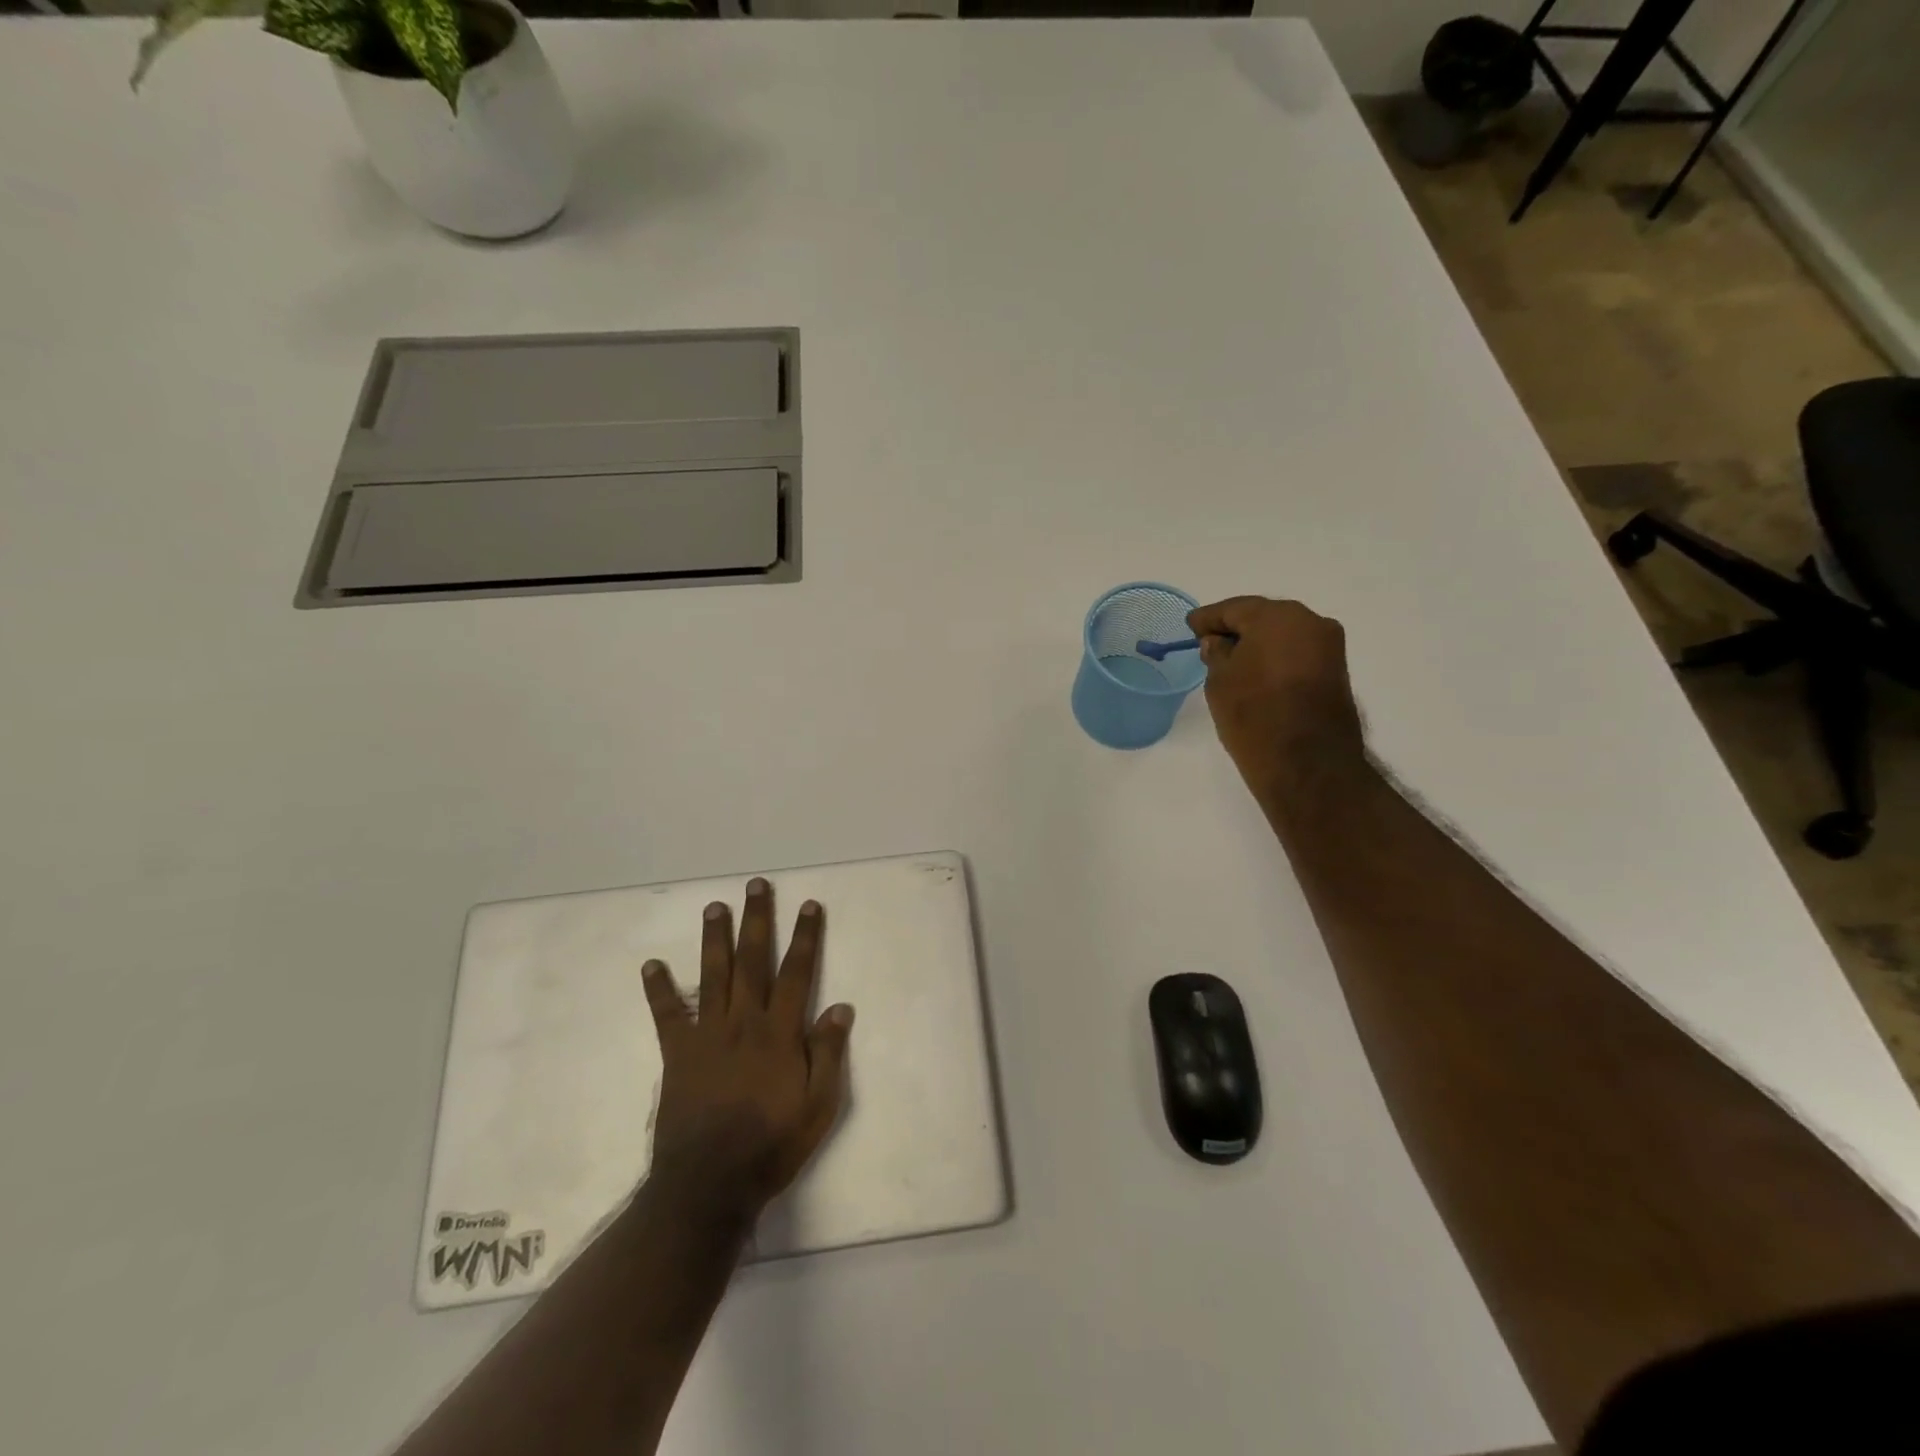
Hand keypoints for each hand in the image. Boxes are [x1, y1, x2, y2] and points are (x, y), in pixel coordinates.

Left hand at [641, 879, 854, 1219]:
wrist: (710, 1184)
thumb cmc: (772, 1144)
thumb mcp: (819, 1106)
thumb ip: (829, 1054)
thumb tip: (841, 1007)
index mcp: (780, 1032)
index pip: (796, 972)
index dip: (805, 936)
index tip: (809, 904)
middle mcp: (744, 1021)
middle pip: (753, 960)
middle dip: (757, 920)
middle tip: (756, 885)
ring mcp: (707, 1034)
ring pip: (713, 975)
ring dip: (715, 938)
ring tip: (715, 907)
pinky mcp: (678, 1054)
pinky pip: (667, 1015)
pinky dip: (659, 989)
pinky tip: (651, 965)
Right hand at [1187, 596, 1366, 810]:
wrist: (1308, 764)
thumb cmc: (1254, 715)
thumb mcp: (1220, 682)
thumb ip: (1216, 654)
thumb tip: (1219, 643)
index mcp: (1277, 616)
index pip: (1233, 609)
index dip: (1208, 618)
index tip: (1190, 626)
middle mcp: (1310, 621)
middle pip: (1263, 617)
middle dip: (1236, 628)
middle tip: (1210, 642)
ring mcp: (1328, 646)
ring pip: (1284, 635)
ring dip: (1259, 644)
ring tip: (1232, 661)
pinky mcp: (1336, 671)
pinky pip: (1297, 653)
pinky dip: (1276, 658)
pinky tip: (1258, 673)